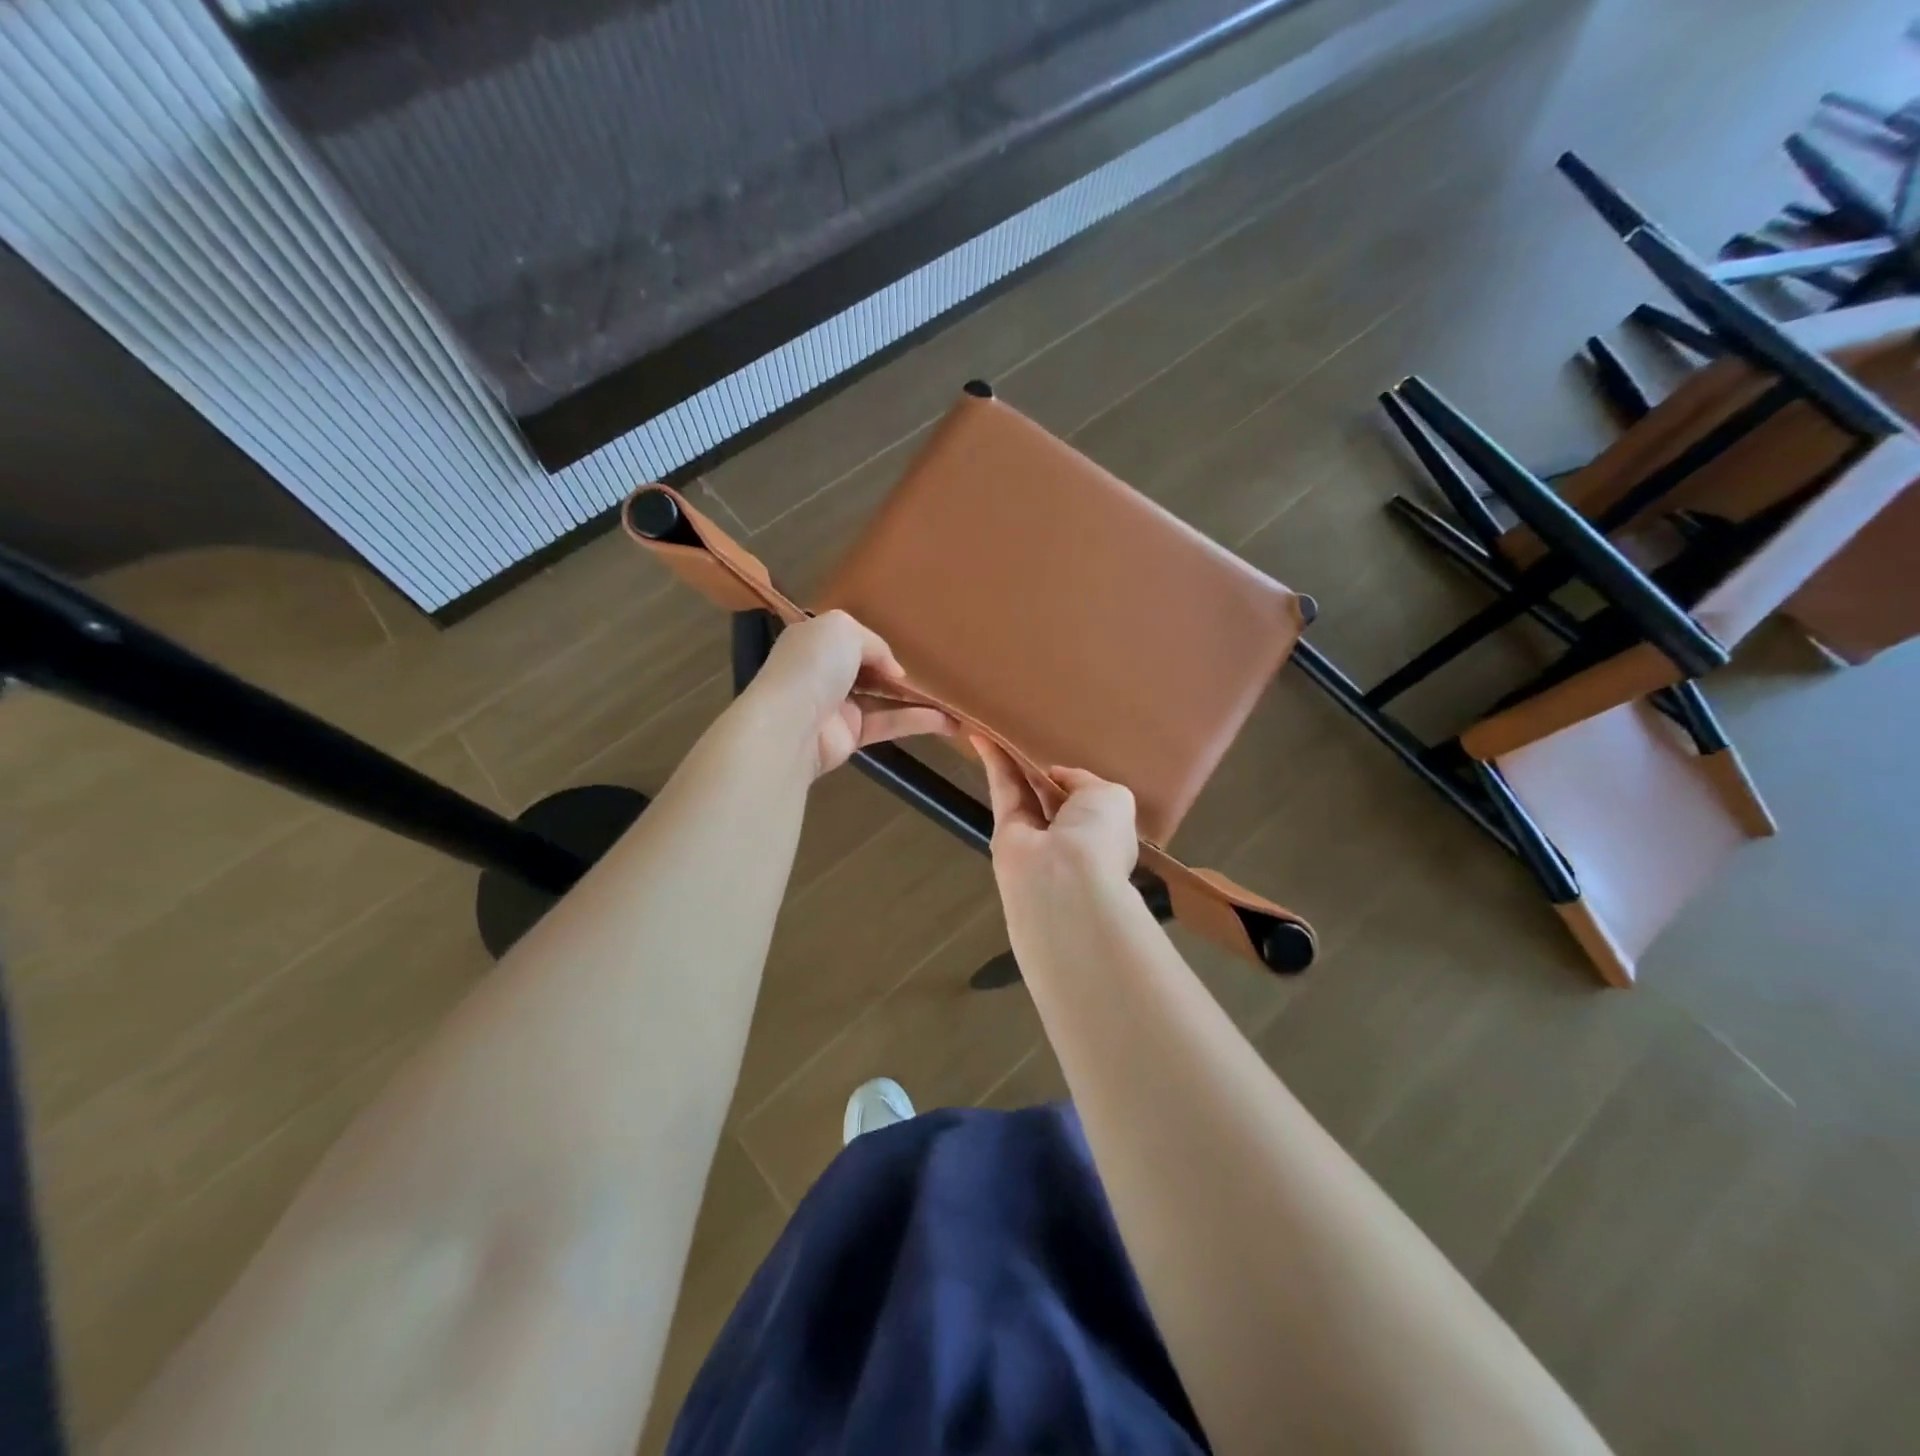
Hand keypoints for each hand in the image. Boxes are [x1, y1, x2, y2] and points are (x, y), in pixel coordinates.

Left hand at [742, 611, 955, 777]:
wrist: (789, 725)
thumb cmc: (813, 666)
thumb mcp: (844, 629)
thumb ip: (875, 643)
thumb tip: (893, 672)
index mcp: (815, 641)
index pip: (848, 638)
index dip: (877, 642)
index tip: (908, 647)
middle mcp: (824, 672)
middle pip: (868, 669)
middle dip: (898, 671)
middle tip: (937, 671)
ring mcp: (837, 706)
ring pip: (883, 699)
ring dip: (917, 699)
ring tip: (953, 699)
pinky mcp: (851, 736)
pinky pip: (888, 724)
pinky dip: (917, 721)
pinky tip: (947, 721)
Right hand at [974, 738, 1138, 893]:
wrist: (1062, 880)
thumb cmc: (1099, 836)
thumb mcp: (1112, 797)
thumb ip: (1085, 781)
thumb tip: (1056, 776)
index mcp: (1103, 833)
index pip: (1088, 802)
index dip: (1076, 779)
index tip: (1066, 749)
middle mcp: (1068, 836)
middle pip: (1051, 794)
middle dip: (1042, 767)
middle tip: (1032, 730)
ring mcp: (1034, 835)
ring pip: (1024, 788)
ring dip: (1014, 758)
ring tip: (1006, 723)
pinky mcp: (1004, 829)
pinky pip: (1002, 787)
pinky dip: (993, 760)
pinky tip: (985, 733)